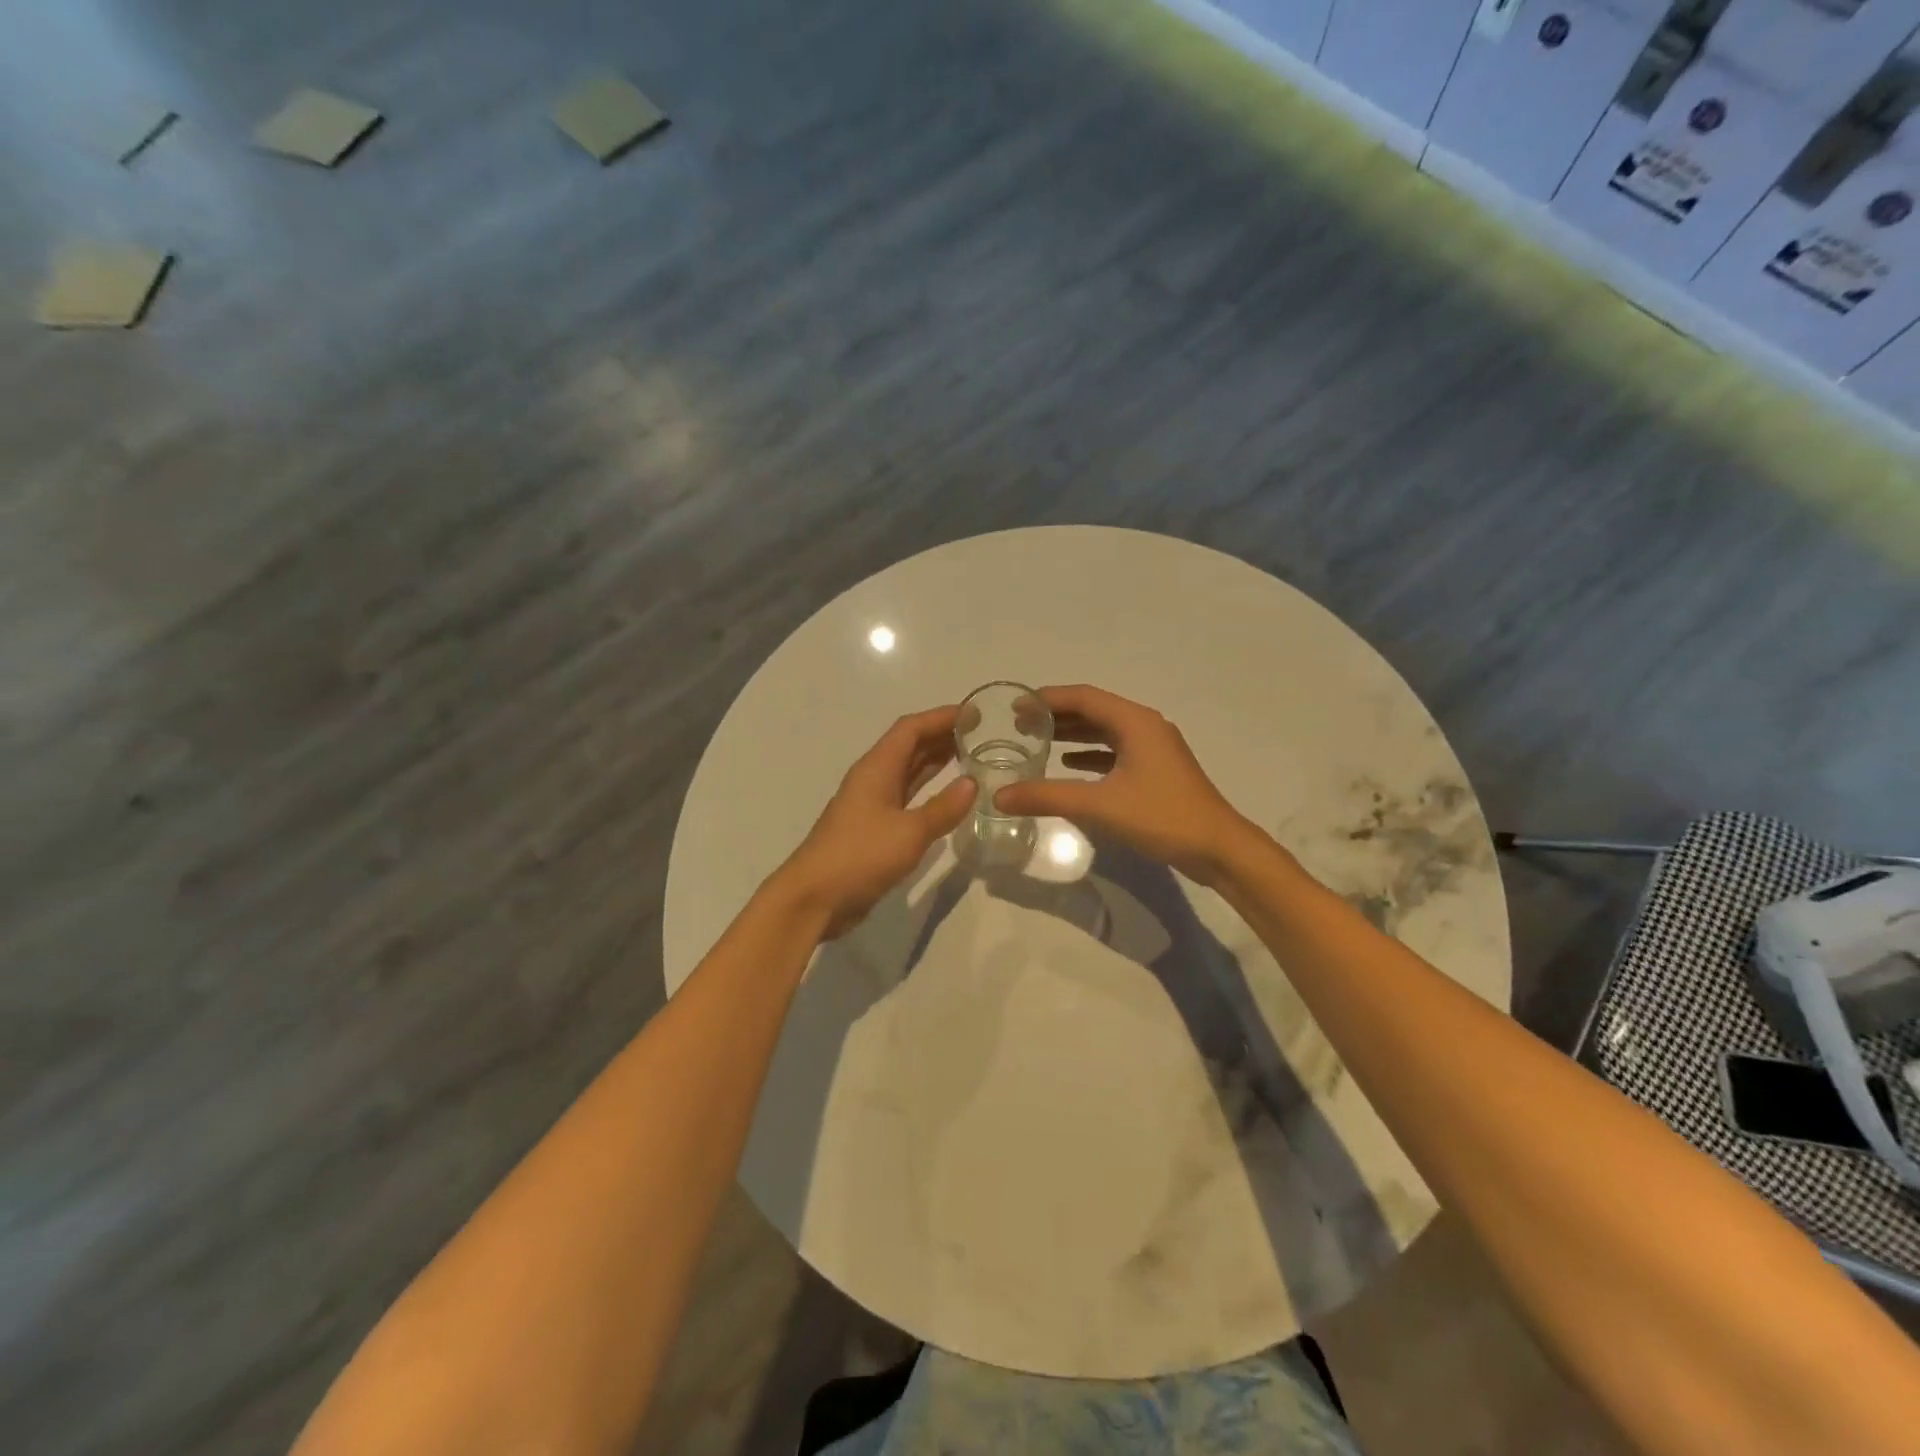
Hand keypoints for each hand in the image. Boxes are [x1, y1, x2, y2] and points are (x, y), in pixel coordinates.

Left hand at [776, 706, 976, 937]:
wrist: (814, 898)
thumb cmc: (860, 856)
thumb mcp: (909, 832)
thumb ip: (943, 808)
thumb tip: (972, 783)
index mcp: (877, 768)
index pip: (911, 729)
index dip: (941, 717)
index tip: (975, 713)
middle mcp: (873, 778)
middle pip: (909, 746)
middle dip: (942, 735)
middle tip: (980, 734)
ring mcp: (872, 804)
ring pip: (908, 771)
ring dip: (936, 761)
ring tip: (971, 756)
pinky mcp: (874, 828)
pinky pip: (906, 796)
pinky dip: (928, 789)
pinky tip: (949, 796)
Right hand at [993, 685, 1255, 884]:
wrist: (1218, 848)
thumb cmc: (1161, 817)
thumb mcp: (1099, 806)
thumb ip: (1048, 797)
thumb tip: (999, 796)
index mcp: (1135, 722)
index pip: (1083, 697)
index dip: (1047, 699)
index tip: (1015, 707)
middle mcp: (1145, 726)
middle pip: (1094, 710)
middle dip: (1056, 715)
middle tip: (1020, 724)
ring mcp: (1154, 748)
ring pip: (1105, 731)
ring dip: (1072, 733)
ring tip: (1037, 740)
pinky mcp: (1156, 770)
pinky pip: (1115, 751)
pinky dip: (1090, 754)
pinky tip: (1068, 765)